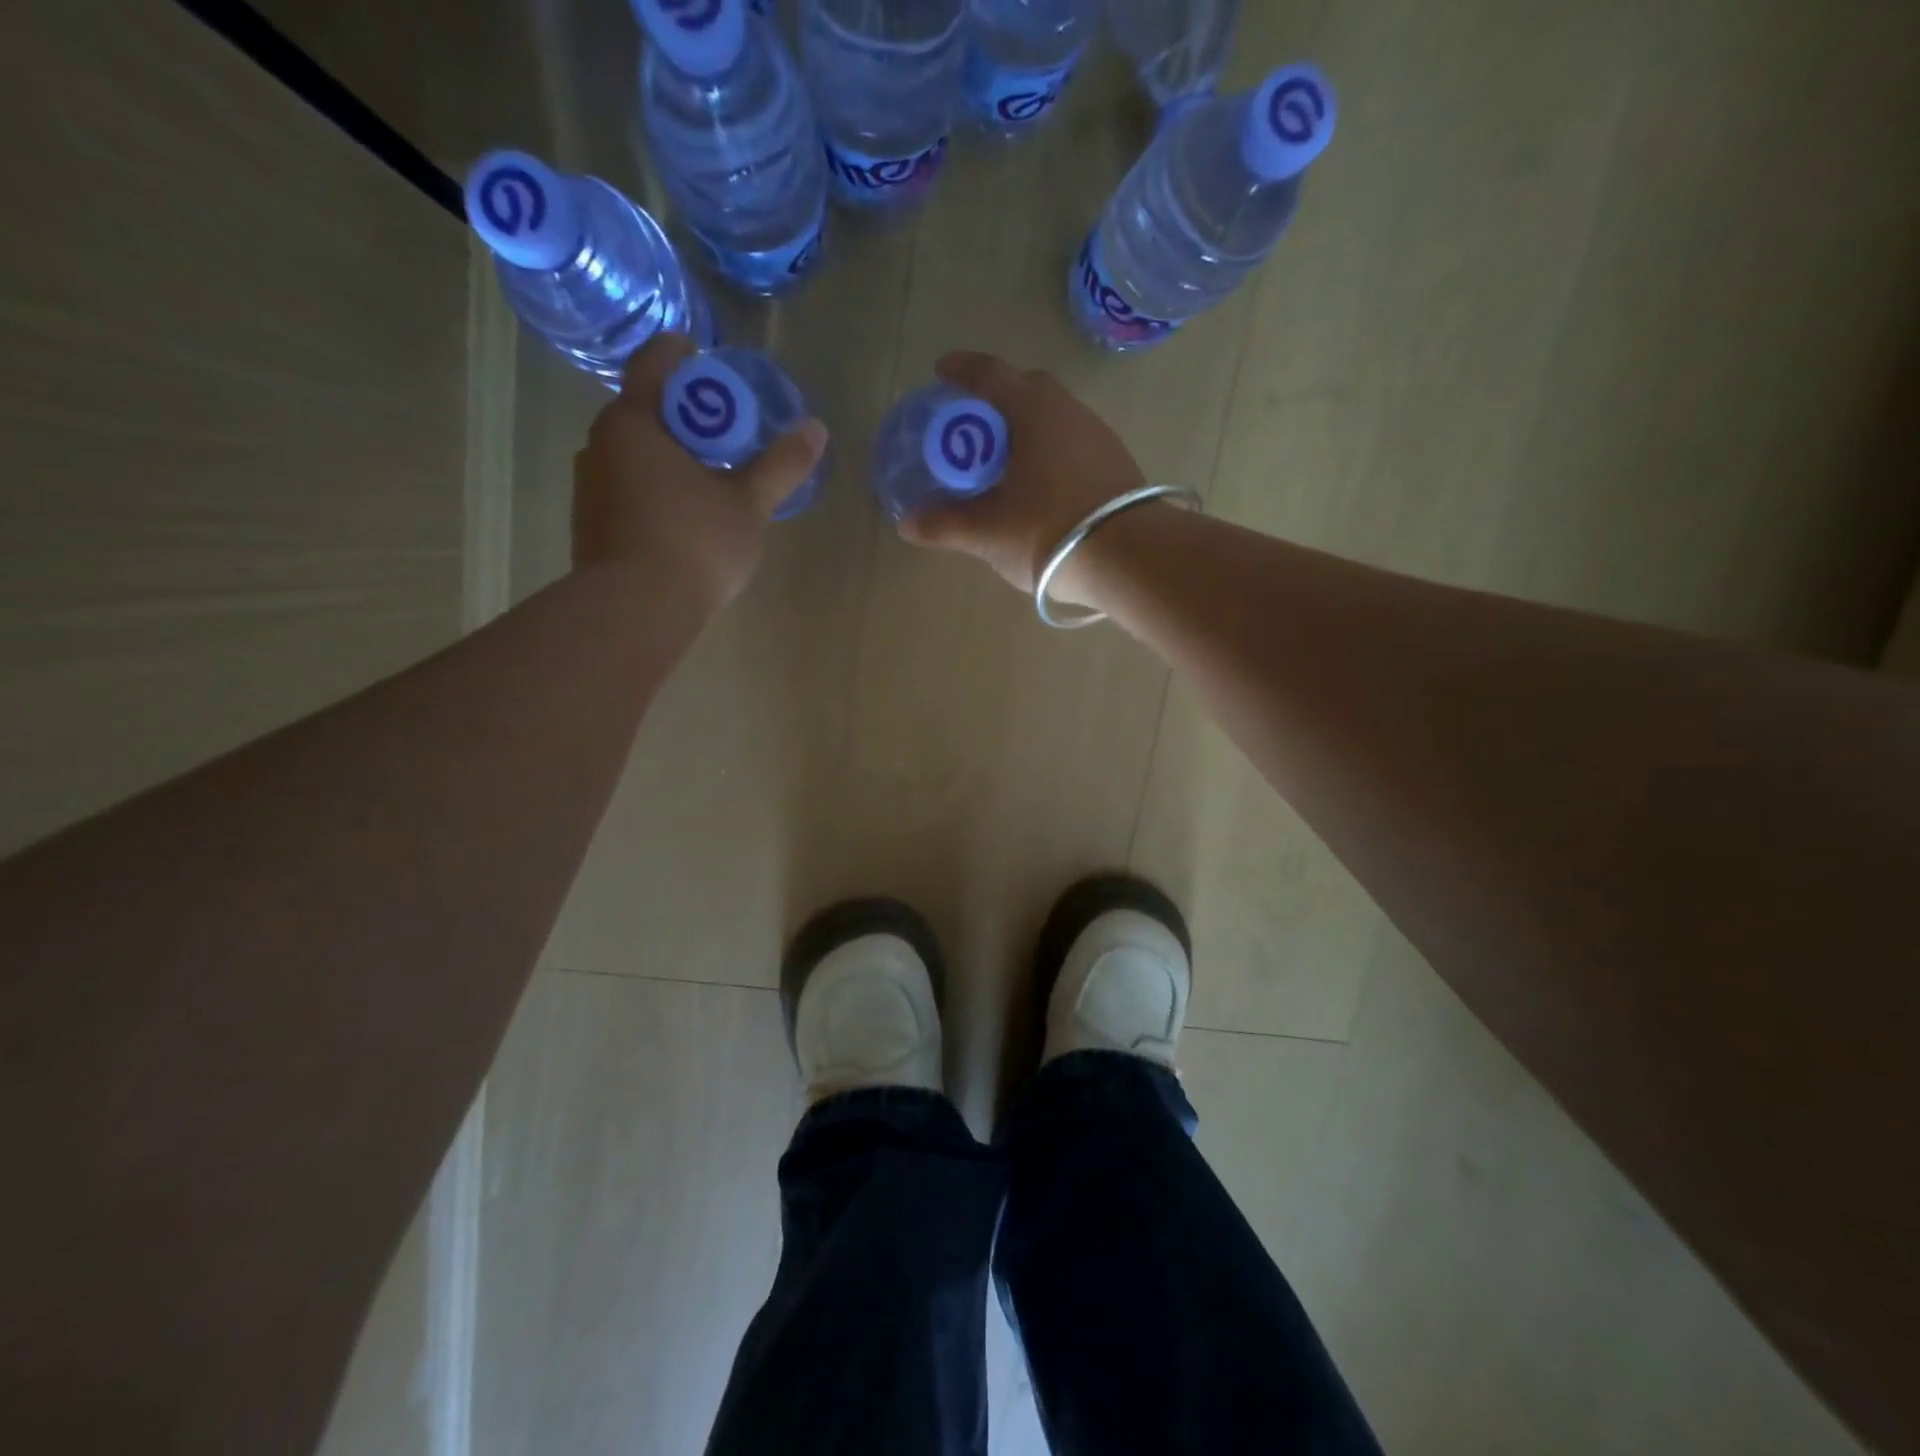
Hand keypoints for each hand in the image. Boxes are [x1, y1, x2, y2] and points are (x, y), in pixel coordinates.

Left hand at [572, 333, 828, 602]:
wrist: (634, 611)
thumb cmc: (693, 543)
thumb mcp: (747, 504)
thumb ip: (780, 465)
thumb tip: (815, 429)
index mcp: (633, 422)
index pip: (655, 362)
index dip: (685, 354)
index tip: (713, 363)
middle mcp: (600, 444)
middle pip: (645, 410)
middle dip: (687, 416)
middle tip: (728, 435)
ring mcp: (590, 486)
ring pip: (634, 454)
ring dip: (670, 457)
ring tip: (710, 480)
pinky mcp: (590, 524)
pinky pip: (627, 489)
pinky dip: (656, 490)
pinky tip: (684, 519)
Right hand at [898, 351, 1145, 599]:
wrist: (1131, 558)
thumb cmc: (1048, 531)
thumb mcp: (987, 531)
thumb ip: (945, 524)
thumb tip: (907, 523)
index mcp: (1032, 410)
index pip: (989, 373)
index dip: (961, 369)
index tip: (941, 372)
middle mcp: (1068, 409)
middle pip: (1025, 390)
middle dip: (994, 402)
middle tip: (971, 426)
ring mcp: (1098, 435)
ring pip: (1052, 418)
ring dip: (1025, 430)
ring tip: (1003, 461)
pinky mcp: (1116, 463)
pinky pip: (1071, 444)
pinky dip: (1048, 453)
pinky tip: (1040, 486)